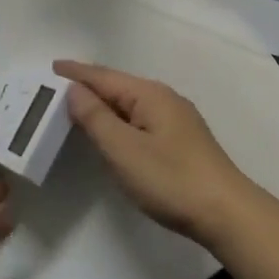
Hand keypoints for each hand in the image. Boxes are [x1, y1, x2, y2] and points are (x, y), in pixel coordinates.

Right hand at [55, 61, 258, 245]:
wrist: (227, 213)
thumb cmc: (171, 179)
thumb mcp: (124, 149)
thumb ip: (96, 118)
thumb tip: (75, 90)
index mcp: (149, 94)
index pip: (104, 77)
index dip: (76, 72)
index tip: (51, 66)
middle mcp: (164, 98)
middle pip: (118, 86)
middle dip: (88, 85)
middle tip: (57, 87)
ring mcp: (176, 119)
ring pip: (130, 103)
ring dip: (104, 103)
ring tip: (77, 105)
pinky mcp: (181, 140)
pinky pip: (140, 118)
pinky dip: (119, 118)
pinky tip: (113, 129)